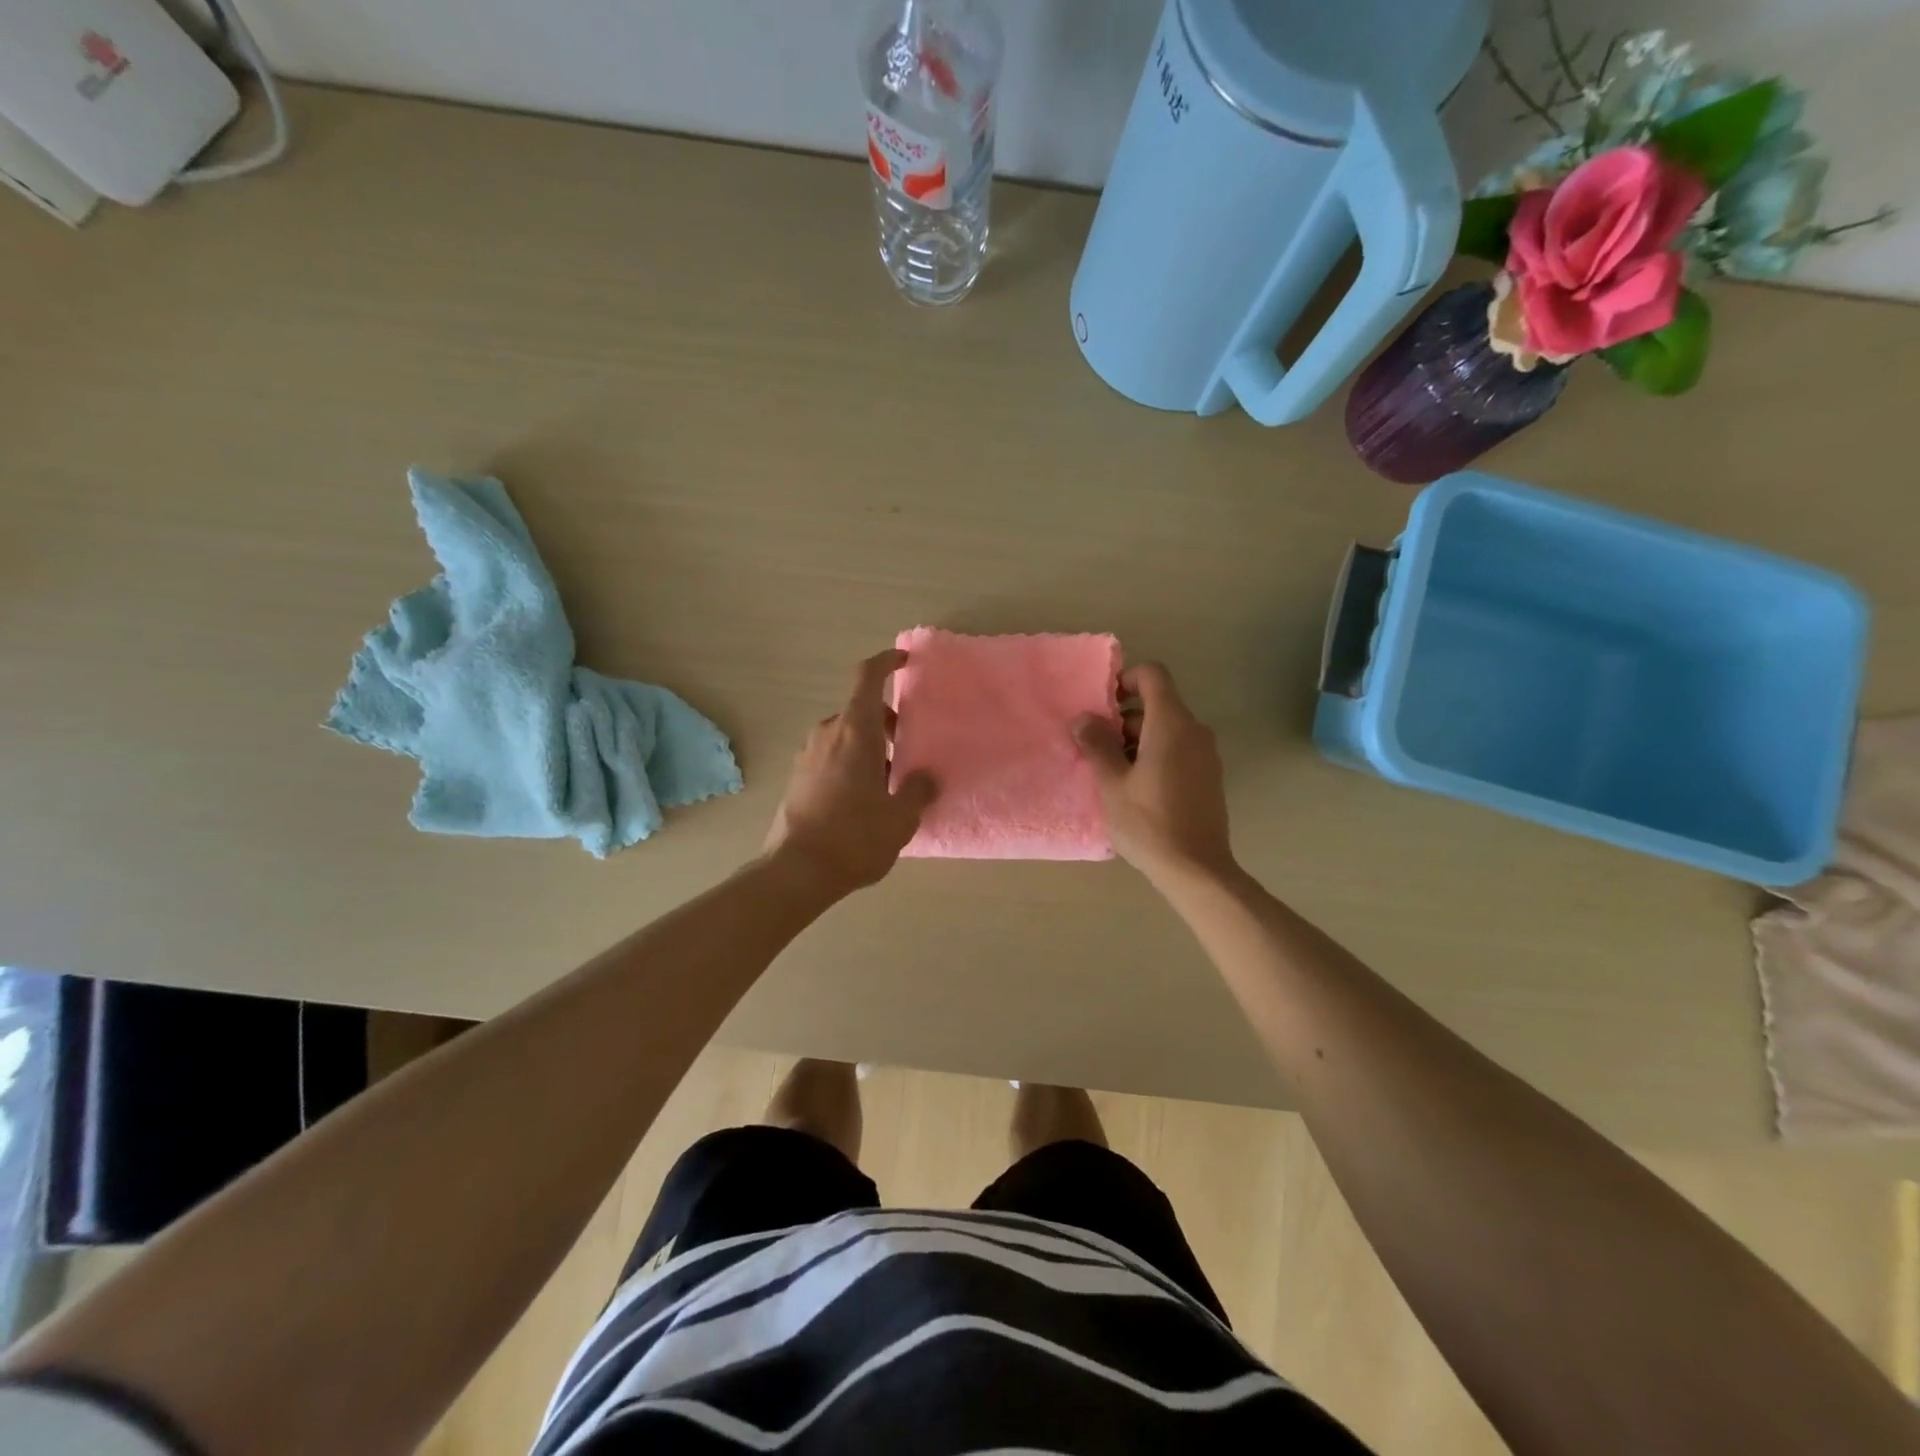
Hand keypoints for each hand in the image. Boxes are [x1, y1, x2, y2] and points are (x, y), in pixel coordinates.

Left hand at [763, 649, 937, 895]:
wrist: (796, 871)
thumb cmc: (855, 836)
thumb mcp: (900, 817)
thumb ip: (918, 790)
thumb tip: (926, 777)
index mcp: (855, 731)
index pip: (868, 677)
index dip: (886, 662)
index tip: (905, 661)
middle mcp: (827, 733)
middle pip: (860, 710)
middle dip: (886, 723)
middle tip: (908, 750)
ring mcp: (807, 754)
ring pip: (845, 735)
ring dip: (868, 746)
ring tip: (888, 781)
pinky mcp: (797, 777)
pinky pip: (830, 755)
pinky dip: (850, 761)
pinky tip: (863, 798)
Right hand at [1072, 662, 1235, 886]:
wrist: (1196, 869)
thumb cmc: (1148, 822)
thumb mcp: (1112, 783)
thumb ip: (1097, 744)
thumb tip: (1083, 718)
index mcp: (1171, 724)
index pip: (1153, 675)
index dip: (1125, 680)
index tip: (1102, 706)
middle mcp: (1194, 731)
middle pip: (1158, 704)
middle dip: (1124, 718)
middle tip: (1096, 746)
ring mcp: (1206, 755)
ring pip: (1167, 729)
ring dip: (1137, 739)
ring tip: (1110, 771)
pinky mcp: (1208, 777)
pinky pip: (1178, 750)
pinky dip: (1155, 755)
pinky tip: (1134, 788)